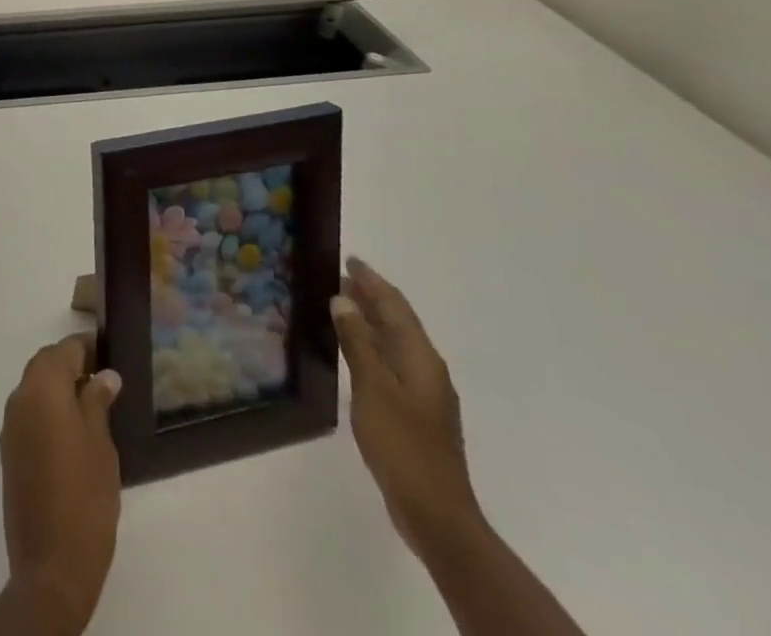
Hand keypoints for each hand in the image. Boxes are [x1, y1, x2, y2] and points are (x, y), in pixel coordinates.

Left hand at [0, 334, 121, 635]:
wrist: (50, 564)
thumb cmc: (85, 498)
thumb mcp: (101, 445)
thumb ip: (98, 402)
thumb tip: (104, 375)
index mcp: (41, 388)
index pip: (64, 350)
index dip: (87, 348)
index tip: (109, 353)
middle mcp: (19, 397)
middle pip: (45, 365)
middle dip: (71, 364)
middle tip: (104, 377)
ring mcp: (11, 425)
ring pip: (35, 388)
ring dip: (59, 387)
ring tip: (93, 404)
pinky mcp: (10, 451)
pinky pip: (30, 413)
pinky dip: (49, 409)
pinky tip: (73, 431)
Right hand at [332, 257, 482, 559]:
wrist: (434, 512)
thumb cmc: (402, 443)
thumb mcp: (373, 387)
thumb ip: (358, 342)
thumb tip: (343, 300)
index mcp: (421, 358)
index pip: (395, 306)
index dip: (372, 281)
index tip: (348, 259)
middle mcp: (426, 369)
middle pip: (397, 322)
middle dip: (370, 297)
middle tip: (336, 276)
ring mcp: (422, 393)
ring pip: (393, 342)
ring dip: (369, 321)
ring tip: (339, 305)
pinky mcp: (413, 412)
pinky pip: (390, 363)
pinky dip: (370, 346)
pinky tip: (351, 350)